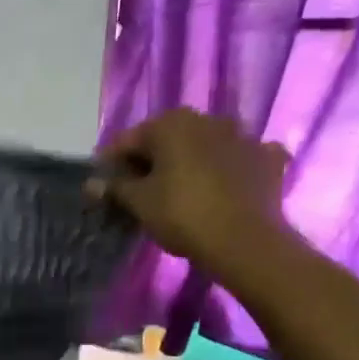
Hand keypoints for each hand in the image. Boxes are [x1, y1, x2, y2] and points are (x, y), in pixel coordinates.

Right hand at [89, 108, 295, 288]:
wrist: (244, 240)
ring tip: (180, 190)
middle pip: (168, 139)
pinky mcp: (267, 159)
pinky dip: (231, 168)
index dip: (112, 164)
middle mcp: (207, 119)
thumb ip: (115, 187)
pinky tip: (226, 185)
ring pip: (205, 146)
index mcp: (171, 123)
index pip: (129, 140)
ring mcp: (243, 136)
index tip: (104, 186)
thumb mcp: (139, 203)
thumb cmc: (181, 214)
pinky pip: (240, 159)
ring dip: (191, 161)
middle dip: (152, 160)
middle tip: (140, 191)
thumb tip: (91, 184)